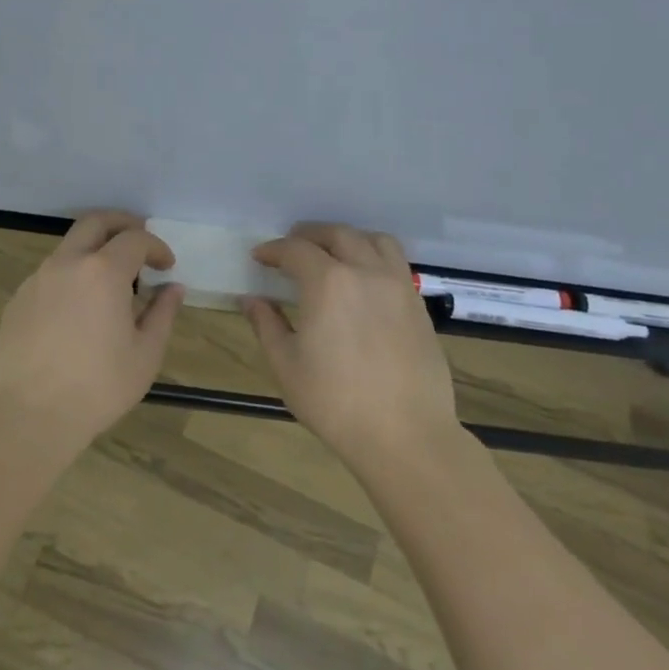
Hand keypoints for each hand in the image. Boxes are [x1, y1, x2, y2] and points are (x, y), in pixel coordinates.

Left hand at [0, 211, 185, 459]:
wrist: (29, 414)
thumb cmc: (98, 387)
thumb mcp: (145, 354)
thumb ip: (162, 313)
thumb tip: (173, 288)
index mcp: (103, 272)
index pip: (135, 239)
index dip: (156, 246)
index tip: (167, 265)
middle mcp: (67, 263)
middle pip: (95, 222)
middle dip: (122, 224)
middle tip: (139, 241)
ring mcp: (37, 279)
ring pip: (69, 247)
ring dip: (93, 251)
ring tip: (110, 282)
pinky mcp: (18, 299)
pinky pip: (50, 274)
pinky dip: (71, 276)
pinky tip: (78, 309)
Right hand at [244, 222, 458, 469]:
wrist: (405, 435)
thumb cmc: (335, 402)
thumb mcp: (287, 365)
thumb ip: (266, 324)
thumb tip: (251, 299)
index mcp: (327, 282)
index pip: (295, 250)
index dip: (273, 250)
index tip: (260, 257)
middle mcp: (365, 272)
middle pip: (337, 234)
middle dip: (309, 235)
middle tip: (291, 247)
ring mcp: (397, 286)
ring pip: (374, 240)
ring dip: (347, 238)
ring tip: (333, 253)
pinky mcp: (417, 305)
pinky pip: (395, 263)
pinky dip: (374, 257)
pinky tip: (363, 280)